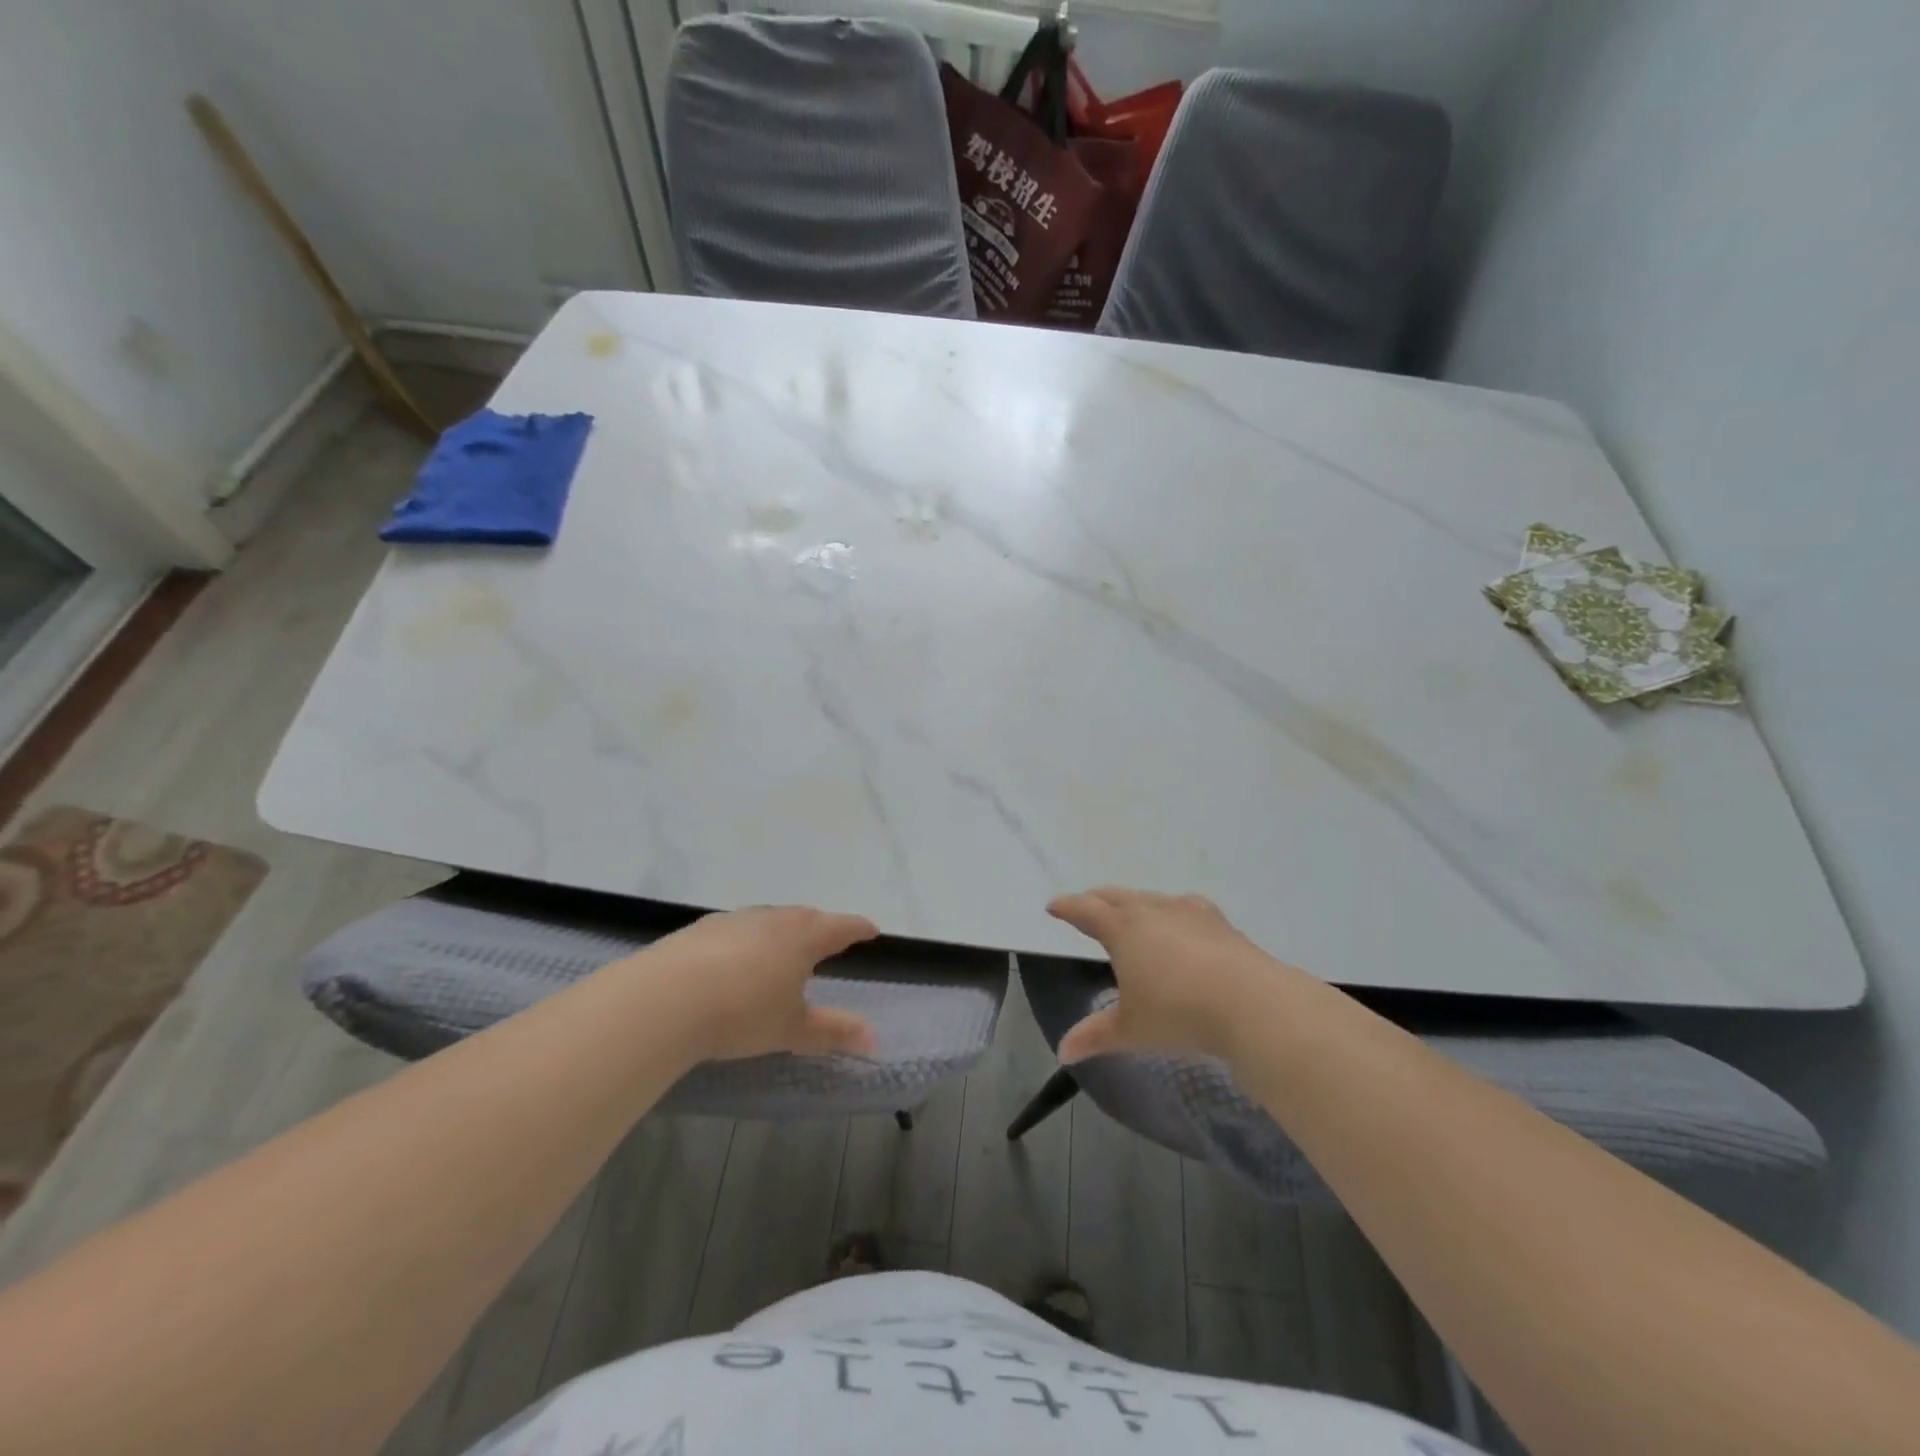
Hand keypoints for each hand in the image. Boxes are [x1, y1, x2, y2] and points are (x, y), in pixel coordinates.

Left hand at [627, 906, 879, 1061]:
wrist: (666, 999)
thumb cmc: (743, 1012)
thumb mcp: (792, 1029)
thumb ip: (833, 1032)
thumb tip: (873, 1039)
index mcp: (803, 937)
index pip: (841, 927)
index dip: (858, 928)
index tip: (871, 930)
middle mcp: (772, 919)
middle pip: (805, 916)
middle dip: (820, 926)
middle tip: (828, 938)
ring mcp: (733, 921)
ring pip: (767, 920)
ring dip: (780, 931)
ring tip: (782, 949)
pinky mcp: (699, 930)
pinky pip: (735, 931)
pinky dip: (745, 941)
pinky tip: (734, 961)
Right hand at [1045, 888, 1297, 1063]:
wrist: (1251, 1003)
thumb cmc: (1178, 1013)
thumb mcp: (1131, 1030)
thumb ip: (1095, 1036)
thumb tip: (1063, 1052)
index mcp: (1122, 929)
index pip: (1085, 910)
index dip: (1067, 907)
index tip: (1053, 906)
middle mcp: (1151, 911)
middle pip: (1116, 896)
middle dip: (1097, 899)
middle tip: (1087, 905)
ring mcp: (1188, 912)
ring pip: (1150, 897)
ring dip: (1134, 902)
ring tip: (1131, 912)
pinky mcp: (1218, 922)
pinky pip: (1185, 906)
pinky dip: (1171, 910)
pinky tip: (1181, 921)